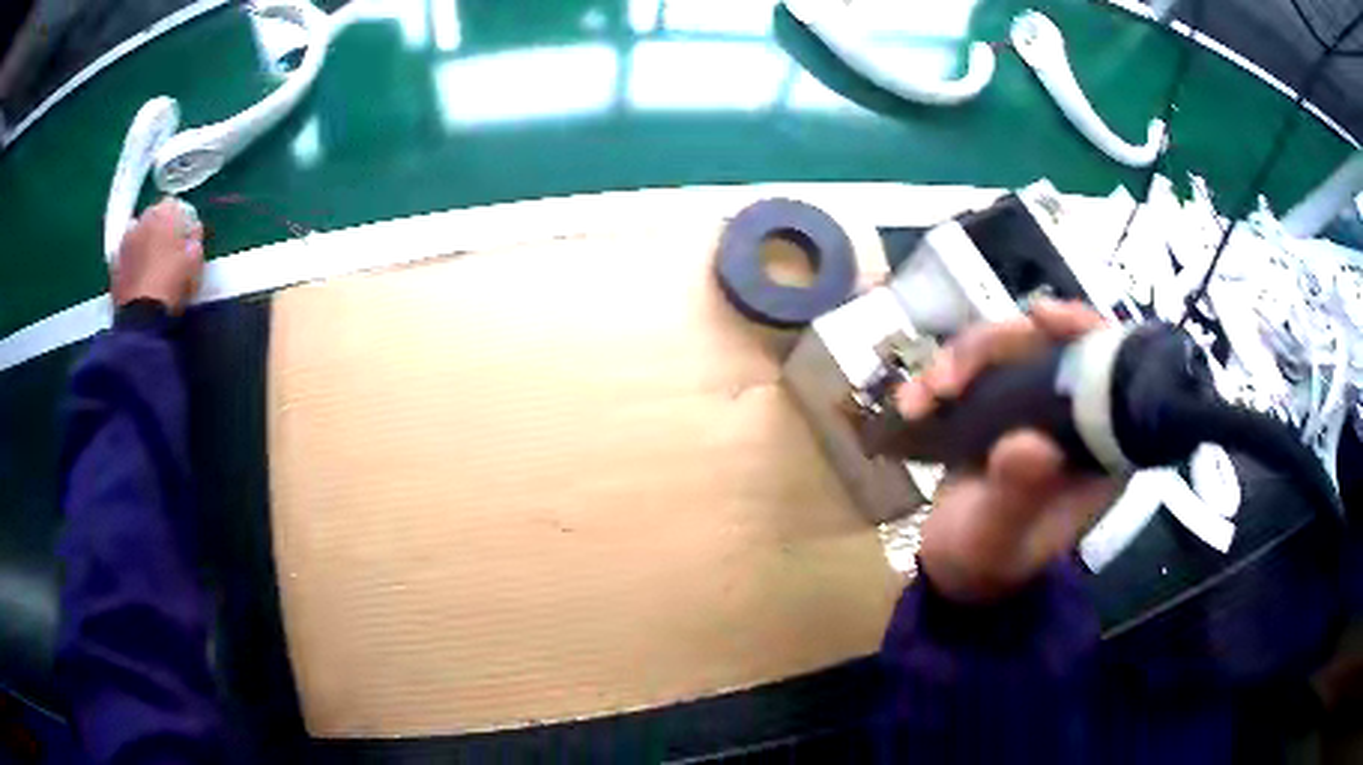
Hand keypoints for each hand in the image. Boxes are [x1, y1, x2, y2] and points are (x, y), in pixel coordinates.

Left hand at [111, 198, 204, 312]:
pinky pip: (126, 253)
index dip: (180, 219)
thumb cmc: (173, 284)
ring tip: (150, 260)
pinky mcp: (115, 262)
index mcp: (165, 213)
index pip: (174, 204)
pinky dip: (131, 258)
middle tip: (167, 247)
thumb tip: (192, 230)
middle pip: (154, 216)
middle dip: (160, 227)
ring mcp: (126, 240)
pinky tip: (137, 272)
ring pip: (138, 232)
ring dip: (144, 240)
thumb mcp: (196, 261)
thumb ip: (195, 239)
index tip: (184, 235)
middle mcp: (143, 219)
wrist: (142, 317)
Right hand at [897, 299, 1119, 601]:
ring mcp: (1033, 409)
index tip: (1043, 316)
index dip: (1083, 330)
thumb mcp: (1001, 537)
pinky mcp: (998, 408)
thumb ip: (1018, 495)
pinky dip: (938, 377)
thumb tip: (1030, 443)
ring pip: (1007, 350)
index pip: (1107, 370)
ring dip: (959, 361)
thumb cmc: (987, 562)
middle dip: (996, 347)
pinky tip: (911, 403)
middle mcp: (1071, 418)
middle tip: (949, 377)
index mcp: (1097, 446)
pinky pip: (974, 370)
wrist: (952, 570)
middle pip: (1047, 345)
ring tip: (922, 397)